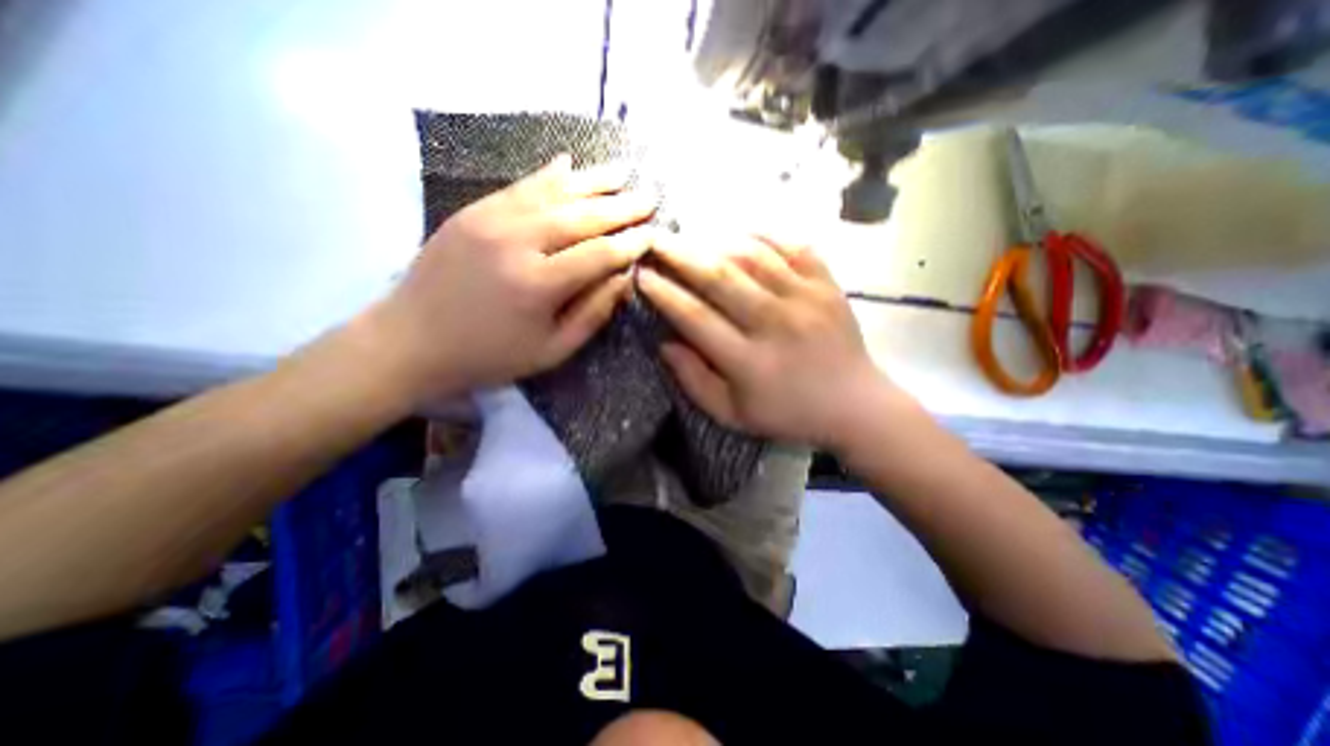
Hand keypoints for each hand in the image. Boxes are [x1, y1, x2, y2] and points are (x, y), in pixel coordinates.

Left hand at [365, 153, 657, 404]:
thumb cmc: (489, 356)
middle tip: (649, 197)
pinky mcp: (472, 211)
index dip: (630, 243)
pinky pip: (520, 185)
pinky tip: (569, 163)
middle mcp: (517, 242)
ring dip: (592, 180)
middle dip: (621, 206)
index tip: (653, 234)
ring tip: (622, 171)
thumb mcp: (551, 351)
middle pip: (581, 216)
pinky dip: (549, 174)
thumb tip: (624, 279)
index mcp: (539, 284)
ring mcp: (491, 219)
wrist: (410, 341)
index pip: (600, 254)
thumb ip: (592, 313)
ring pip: (553, 191)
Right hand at [636, 233, 904, 447]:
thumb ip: (694, 381)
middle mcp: (775, 324)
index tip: (642, 275)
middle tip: (656, 240)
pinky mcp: (828, 286)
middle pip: (719, 278)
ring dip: (715, 241)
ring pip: (752, 256)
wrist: (854, 405)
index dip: (664, 294)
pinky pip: (793, 246)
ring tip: (691, 234)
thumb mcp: (732, 414)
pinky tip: (741, 232)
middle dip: (680, 254)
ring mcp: (806, 300)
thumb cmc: (787, 413)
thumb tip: (664, 343)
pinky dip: (764, 234)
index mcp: (749, 362)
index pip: (695, 318)